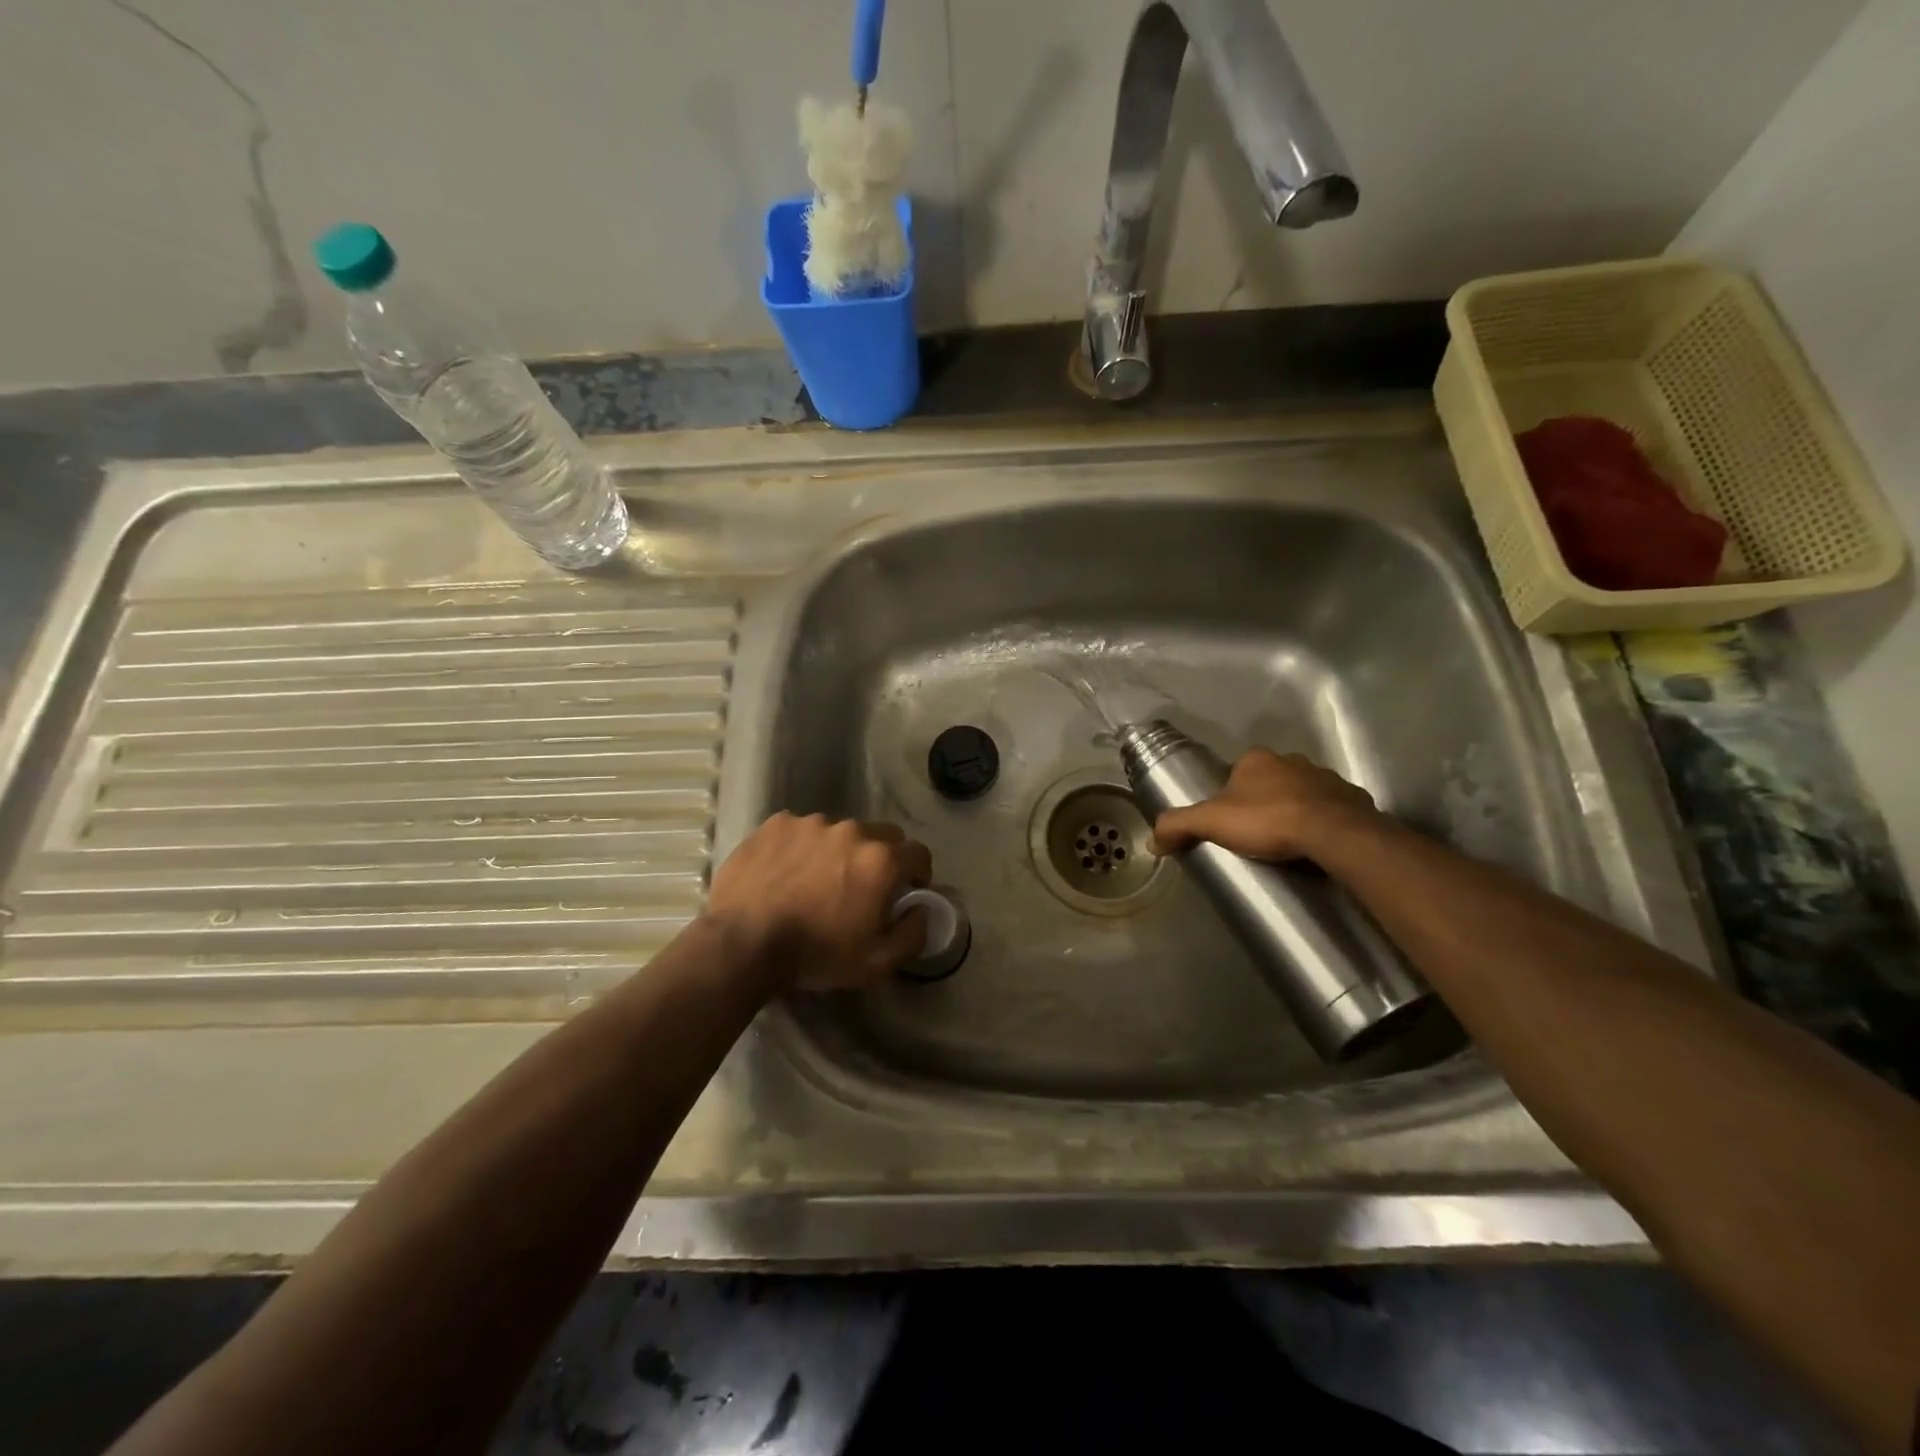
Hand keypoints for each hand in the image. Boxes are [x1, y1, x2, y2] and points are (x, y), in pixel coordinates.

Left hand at [707, 812, 933, 990]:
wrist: (742, 943)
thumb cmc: (815, 954)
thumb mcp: (876, 963)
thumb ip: (912, 933)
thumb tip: (921, 909)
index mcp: (881, 860)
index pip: (918, 853)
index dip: (918, 873)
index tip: (907, 891)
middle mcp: (851, 831)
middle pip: (882, 835)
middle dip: (882, 857)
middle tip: (863, 886)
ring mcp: (811, 823)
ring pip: (839, 831)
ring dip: (838, 851)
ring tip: (816, 880)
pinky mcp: (776, 824)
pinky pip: (800, 831)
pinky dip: (801, 847)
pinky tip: (786, 872)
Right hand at [1151, 748, 1384, 863]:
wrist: (1333, 833)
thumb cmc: (1268, 821)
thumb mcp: (1211, 823)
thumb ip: (1179, 825)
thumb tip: (1152, 840)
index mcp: (1256, 759)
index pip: (1237, 772)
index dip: (1231, 794)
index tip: (1230, 820)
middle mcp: (1291, 760)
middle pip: (1270, 780)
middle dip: (1264, 801)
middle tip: (1257, 833)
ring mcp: (1326, 777)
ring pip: (1303, 792)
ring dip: (1295, 809)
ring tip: (1288, 842)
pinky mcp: (1354, 798)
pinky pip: (1333, 808)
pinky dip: (1325, 821)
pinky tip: (1319, 843)